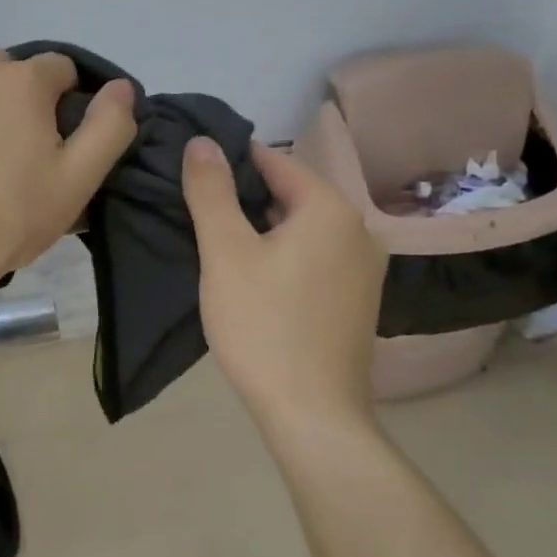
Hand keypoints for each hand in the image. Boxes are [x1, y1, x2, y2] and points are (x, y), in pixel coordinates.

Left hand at [0, 47, 137, 312]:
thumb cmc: (6, 221)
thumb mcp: (77, 183)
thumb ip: (109, 127)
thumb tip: (121, 86)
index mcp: (22, 80)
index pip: (58, 70)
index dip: (60, 104)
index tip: (48, 142)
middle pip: (4, 69)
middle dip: (11, 99)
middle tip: (3, 152)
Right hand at [182, 138, 387, 425]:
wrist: (312, 414)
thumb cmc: (263, 325)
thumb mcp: (225, 252)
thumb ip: (211, 191)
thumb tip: (201, 142)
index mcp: (330, 209)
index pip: (274, 161)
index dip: (230, 161)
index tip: (192, 170)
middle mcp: (358, 230)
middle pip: (290, 195)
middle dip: (244, 198)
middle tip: (196, 211)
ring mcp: (363, 269)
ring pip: (301, 230)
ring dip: (262, 230)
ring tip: (217, 243)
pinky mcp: (357, 300)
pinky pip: (314, 259)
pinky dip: (283, 256)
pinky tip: (253, 278)